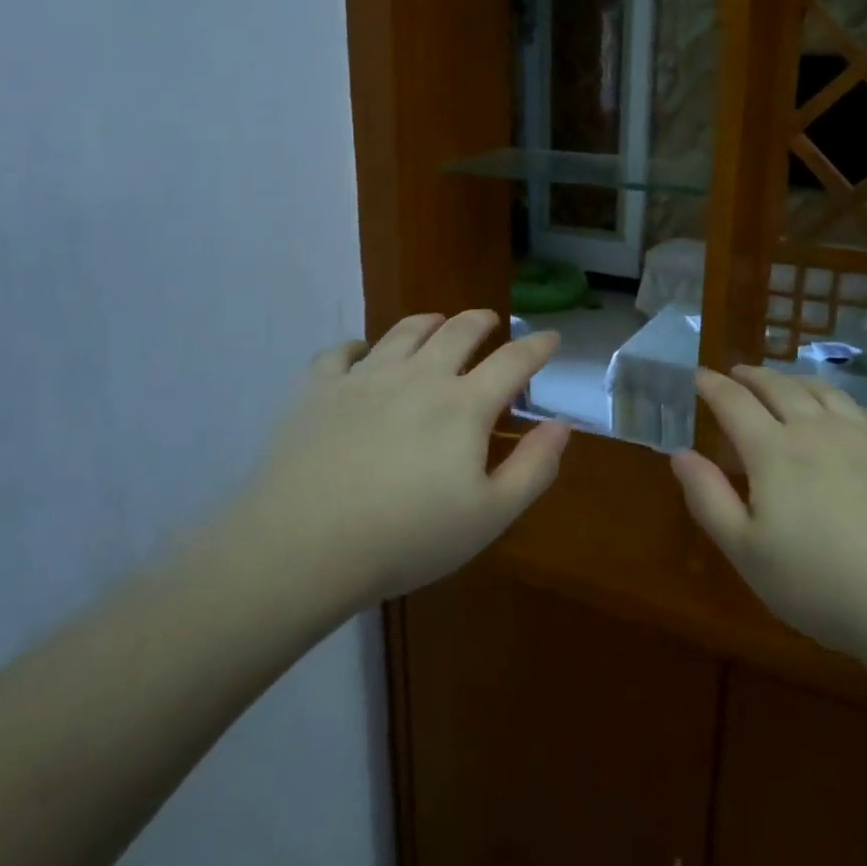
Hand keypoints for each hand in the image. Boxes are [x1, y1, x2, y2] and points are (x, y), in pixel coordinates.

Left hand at [243, 310, 571, 610]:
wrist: (304, 544)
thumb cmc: (408, 537)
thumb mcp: (490, 515)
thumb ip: (534, 467)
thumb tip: (562, 424)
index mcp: (464, 405)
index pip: (512, 361)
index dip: (537, 346)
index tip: (551, 337)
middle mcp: (418, 376)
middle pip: (457, 332)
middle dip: (481, 321)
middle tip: (490, 320)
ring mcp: (364, 378)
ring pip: (403, 332)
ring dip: (428, 322)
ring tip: (436, 321)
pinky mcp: (318, 389)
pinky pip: (340, 354)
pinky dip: (357, 347)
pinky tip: (359, 353)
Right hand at [671, 366, 866, 682]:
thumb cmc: (826, 586)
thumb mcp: (748, 554)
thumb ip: (708, 499)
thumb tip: (680, 453)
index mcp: (773, 451)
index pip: (733, 402)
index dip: (712, 386)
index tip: (699, 375)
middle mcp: (817, 429)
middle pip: (778, 387)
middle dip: (752, 376)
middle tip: (737, 373)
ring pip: (822, 391)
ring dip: (794, 380)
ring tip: (783, 382)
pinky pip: (862, 410)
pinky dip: (838, 399)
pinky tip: (842, 411)